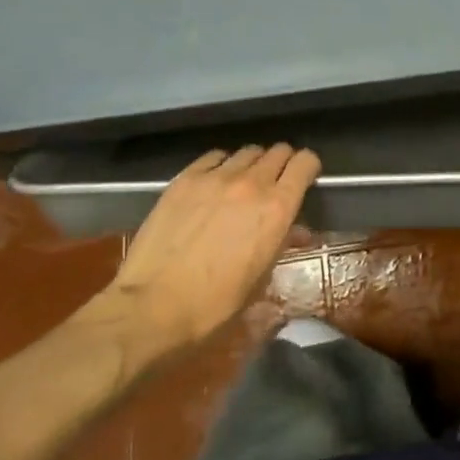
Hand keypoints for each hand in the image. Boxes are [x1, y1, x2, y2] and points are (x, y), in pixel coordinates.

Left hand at [88, 144, 320, 353]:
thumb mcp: (259, 280)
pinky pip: (214, 157)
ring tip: (242, 183)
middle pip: (278, 151)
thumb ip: (281, 245)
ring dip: (252, 164)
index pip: (305, 163)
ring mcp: (216, 177)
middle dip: (282, 164)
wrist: (151, 308)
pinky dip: (221, 165)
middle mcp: (252, 184)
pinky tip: (213, 183)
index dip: (308, 168)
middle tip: (275, 184)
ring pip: (247, 151)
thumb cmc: (214, 306)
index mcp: (277, 209)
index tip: (304, 180)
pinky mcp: (185, 179)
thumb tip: (297, 232)